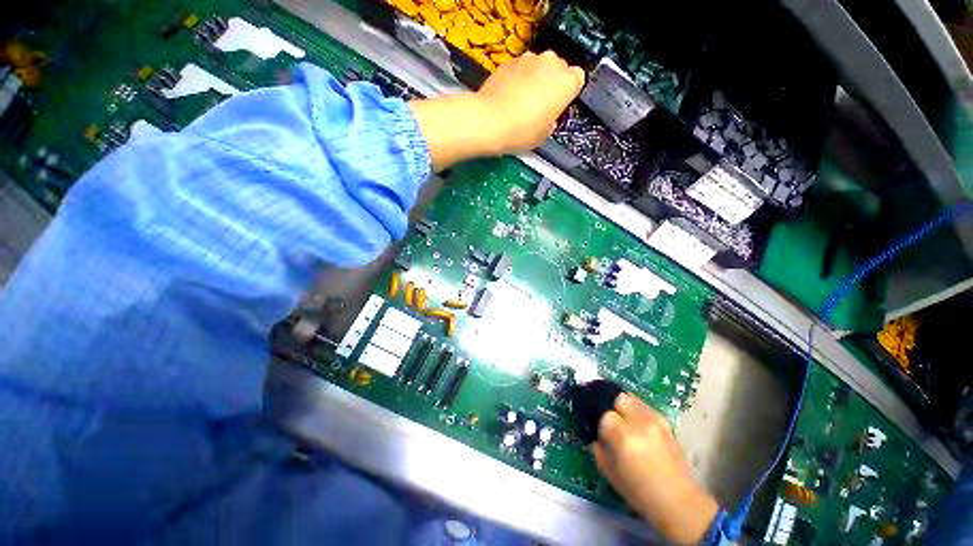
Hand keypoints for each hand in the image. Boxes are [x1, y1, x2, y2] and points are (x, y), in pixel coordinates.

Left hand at [473, 51, 585, 153]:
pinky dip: (517, 78)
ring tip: (521, 101)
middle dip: (551, 82)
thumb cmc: (522, 131)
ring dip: (534, 78)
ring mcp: (528, 58)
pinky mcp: (508, 61)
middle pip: (558, 68)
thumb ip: (551, 121)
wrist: (489, 121)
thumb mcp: (543, 135)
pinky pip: (519, 68)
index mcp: (567, 82)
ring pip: (538, 66)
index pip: (577, 79)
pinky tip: (508, 96)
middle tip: (540, 105)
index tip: (558, 105)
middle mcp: (551, 63)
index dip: (568, 93)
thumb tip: (548, 118)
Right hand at [593, 393, 718, 544]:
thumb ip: (597, 446)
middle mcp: (638, 421)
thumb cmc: (638, 491)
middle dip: (610, 405)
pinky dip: (636, 410)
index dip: (598, 420)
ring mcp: (655, 420)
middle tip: (607, 417)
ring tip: (622, 419)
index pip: (603, 413)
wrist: (678, 501)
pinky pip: (644, 407)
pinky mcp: (665, 422)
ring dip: (623, 406)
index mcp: (622, 435)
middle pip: (618, 397)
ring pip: (632, 398)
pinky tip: (636, 425)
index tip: (596, 427)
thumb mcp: (608, 471)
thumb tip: (594, 433)